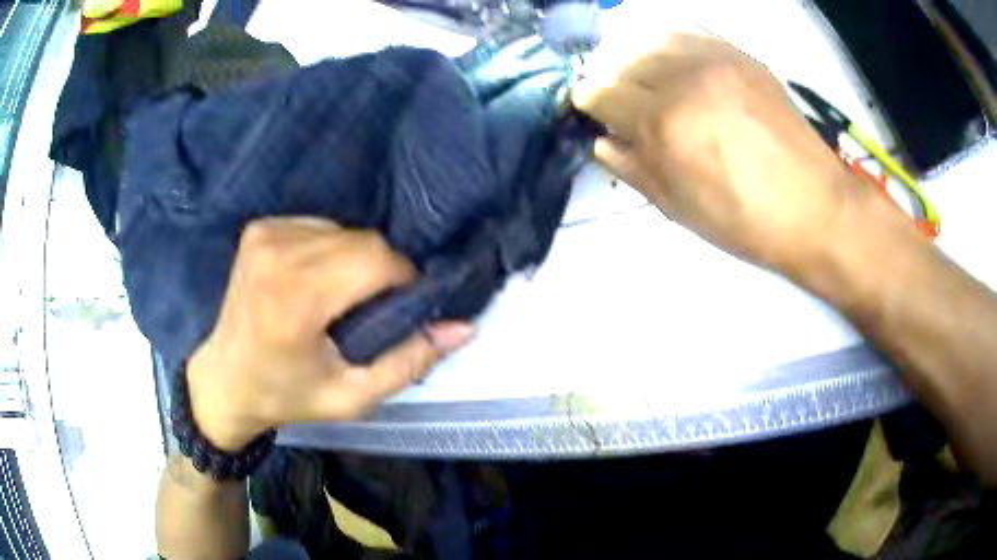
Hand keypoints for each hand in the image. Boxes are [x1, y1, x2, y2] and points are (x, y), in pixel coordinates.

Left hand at [185, 218, 473, 451]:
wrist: (226, 380)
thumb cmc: (287, 395)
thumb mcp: (353, 396)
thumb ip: (410, 361)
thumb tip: (463, 327)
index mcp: (295, 299)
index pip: (375, 260)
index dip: (403, 280)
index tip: (402, 308)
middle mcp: (276, 254)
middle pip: (363, 241)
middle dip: (382, 271)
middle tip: (374, 309)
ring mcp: (264, 235)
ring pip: (345, 230)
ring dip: (356, 260)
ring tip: (341, 298)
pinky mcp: (259, 228)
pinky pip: (320, 227)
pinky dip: (331, 250)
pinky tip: (317, 281)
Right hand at [571, 33, 871, 271]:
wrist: (815, 206)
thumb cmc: (746, 221)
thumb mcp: (679, 209)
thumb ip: (631, 168)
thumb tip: (601, 141)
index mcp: (663, 124)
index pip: (599, 92)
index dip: (589, 104)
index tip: (594, 115)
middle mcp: (682, 79)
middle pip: (618, 59)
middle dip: (609, 81)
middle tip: (620, 103)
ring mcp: (714, 59)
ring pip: (647, 37)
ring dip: (634, 57)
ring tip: (645, 80)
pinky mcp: (739, 54)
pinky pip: (686, 31)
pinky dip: (667, 42)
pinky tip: (673, 62)